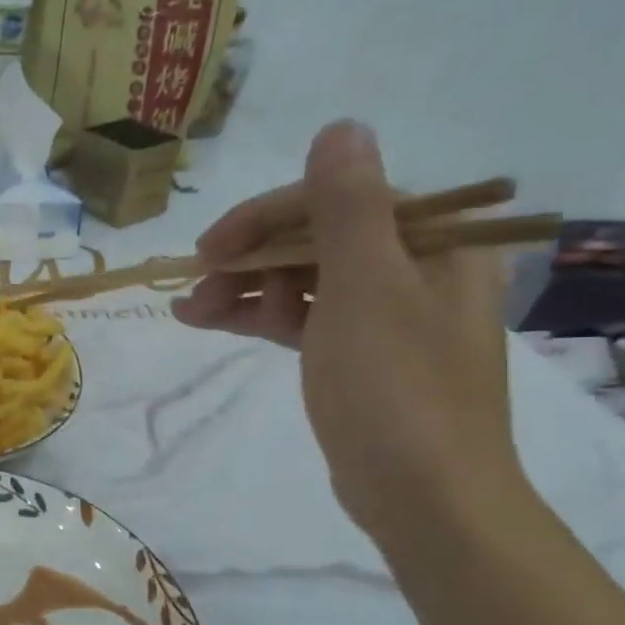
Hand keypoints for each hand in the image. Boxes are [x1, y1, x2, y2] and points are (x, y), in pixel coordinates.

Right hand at [172, 120, 522, 542]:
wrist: (425, 497)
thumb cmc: (395, 389)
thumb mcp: (367, 289)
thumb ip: (348, 207)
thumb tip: (341, 127)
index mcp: (435, 242)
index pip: (337, 200)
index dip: (266, 217)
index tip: (211, 249)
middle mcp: (415, 267)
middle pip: (316, 239)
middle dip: (249, 259)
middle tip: (196, 284)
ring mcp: (385, 314)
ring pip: (302, 279)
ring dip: (244, 289)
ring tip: (190, 313)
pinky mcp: (358, 354)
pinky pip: (302, 317)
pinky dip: (258, 317)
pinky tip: (209, 322)